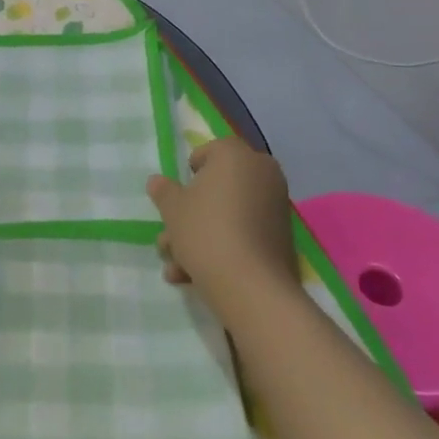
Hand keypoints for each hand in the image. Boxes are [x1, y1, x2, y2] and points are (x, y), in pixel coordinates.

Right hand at [147, 138, 298, 315]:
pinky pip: (245, 233)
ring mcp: (276, 206)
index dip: (189, 175)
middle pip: (218, 188)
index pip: (209, 152)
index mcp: (236, 155)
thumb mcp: (172, 209)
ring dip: (201, 237)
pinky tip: (198, 276)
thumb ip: (163, 191)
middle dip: (191, 214)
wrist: (251, 286)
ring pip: (229, 214)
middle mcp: (262, 173)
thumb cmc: (206, 232)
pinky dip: (224, 247)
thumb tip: (157, 181)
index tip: (177, 199)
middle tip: (171, 239)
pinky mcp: (282, 237)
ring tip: (177, 268)